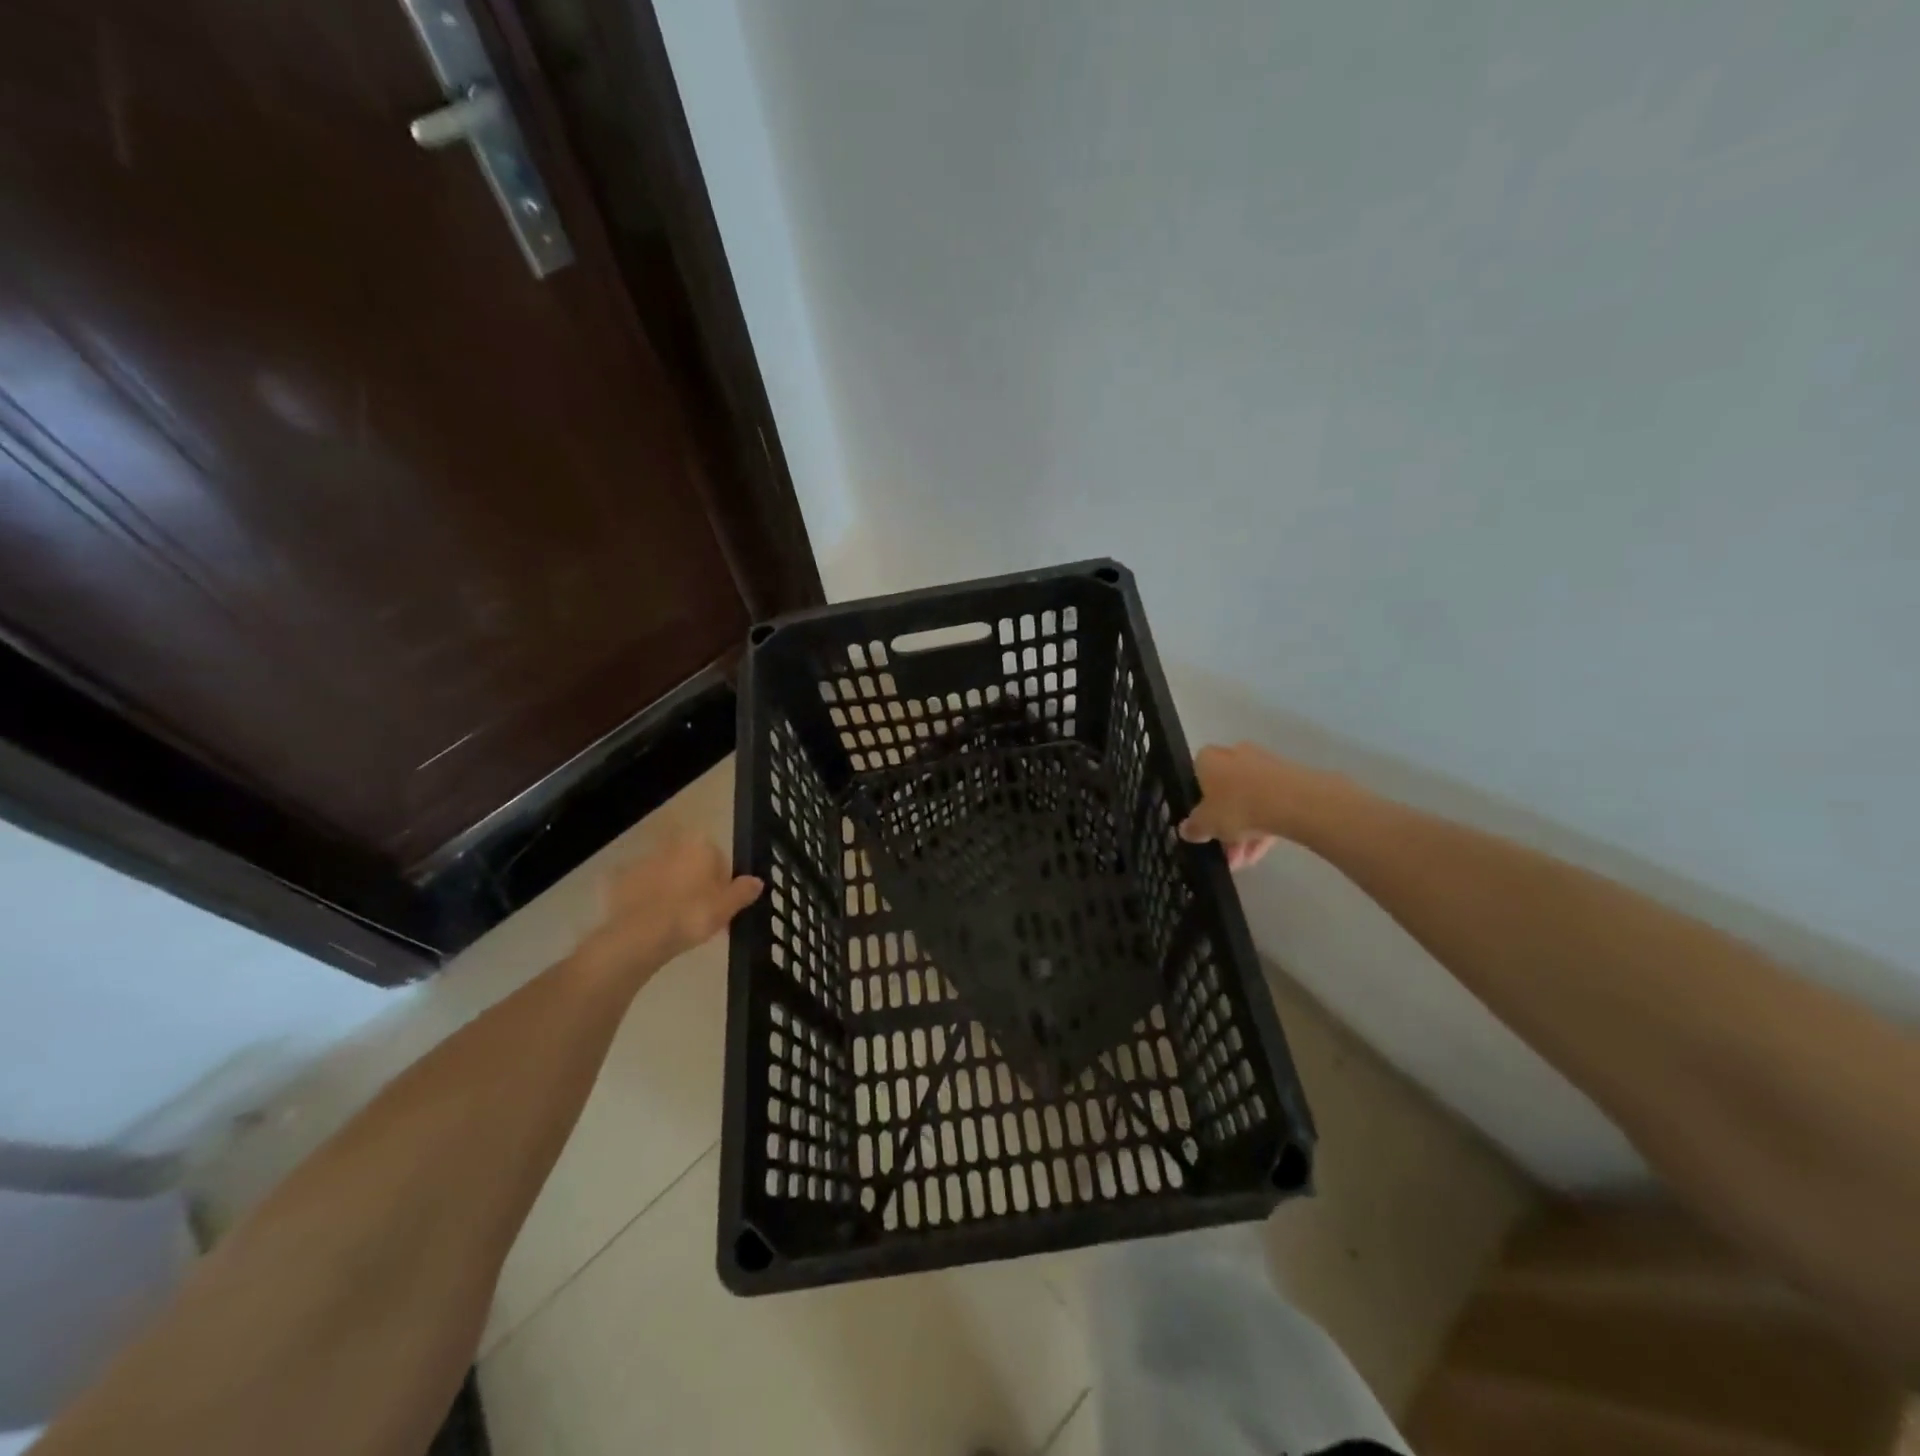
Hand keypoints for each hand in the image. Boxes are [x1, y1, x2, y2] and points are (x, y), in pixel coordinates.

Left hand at [573, 832, 761, 989]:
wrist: (639, 936)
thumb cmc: (691, 915)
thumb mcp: (727, 907)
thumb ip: (743, 891)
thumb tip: (757, 881)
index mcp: (699, 845)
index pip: (719, 859)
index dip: (722, 883)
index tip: (721, 906)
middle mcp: (671, 846)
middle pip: (691, 864)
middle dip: (696, 885)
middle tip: (700, 917)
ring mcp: (642, 862)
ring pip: (666, 875)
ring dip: (672, 892)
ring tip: (676, 924)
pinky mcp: (619, 881)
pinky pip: (642, 890)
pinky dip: (648, 901)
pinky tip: (653, 923)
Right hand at [1179, 742, 1336, 869]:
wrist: (1292, 801)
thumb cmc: (1237, 806)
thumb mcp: (1206, 824)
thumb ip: (1194, 827)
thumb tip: (1185, 829)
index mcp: (1209, 759)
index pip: (1197, 776)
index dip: (1199, 802)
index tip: (1203, 824)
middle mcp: (1235, 755)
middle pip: (1226, 792)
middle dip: (1225, 824)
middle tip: (1226, 852)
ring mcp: (1265, 766)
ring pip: (1249, 801)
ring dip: (1244, 832)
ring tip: (1246, 861)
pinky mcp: (1290, 780)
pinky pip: (1270, 805)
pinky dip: (1264, 827)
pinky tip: (1262, 853)